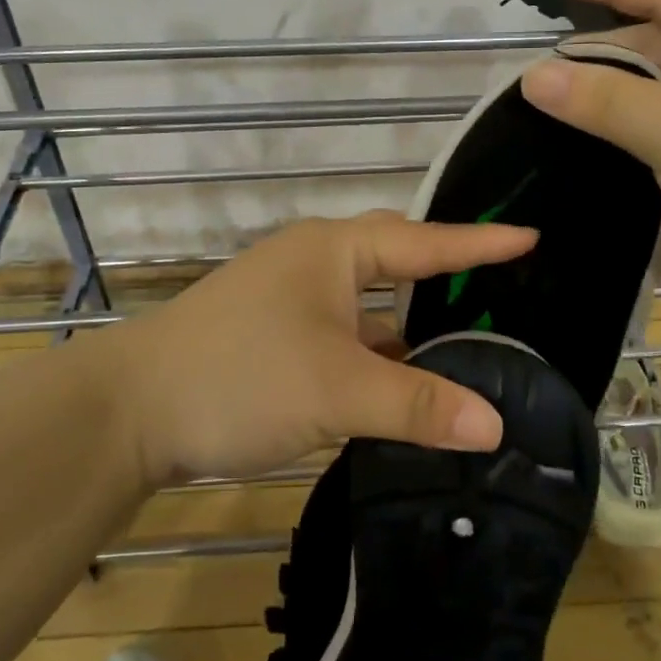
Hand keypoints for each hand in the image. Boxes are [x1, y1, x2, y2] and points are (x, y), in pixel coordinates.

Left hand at [98, 211, 537, 486]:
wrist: (129, 410)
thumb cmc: (240, 377)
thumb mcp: (337, 390)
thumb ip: (418, 404)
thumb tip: (495, 424)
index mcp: (333, 251)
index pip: (423, 240)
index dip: (479, 242)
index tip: (531, 236)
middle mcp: (313, 262)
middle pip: (394, 261)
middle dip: (444, 273)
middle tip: (498, 287)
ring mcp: (288, 299)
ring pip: (366, 305)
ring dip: (408, 325)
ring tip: (463, 342)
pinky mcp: (272, 336)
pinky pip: (343, 334)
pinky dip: (374, 353)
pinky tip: (399, 383)